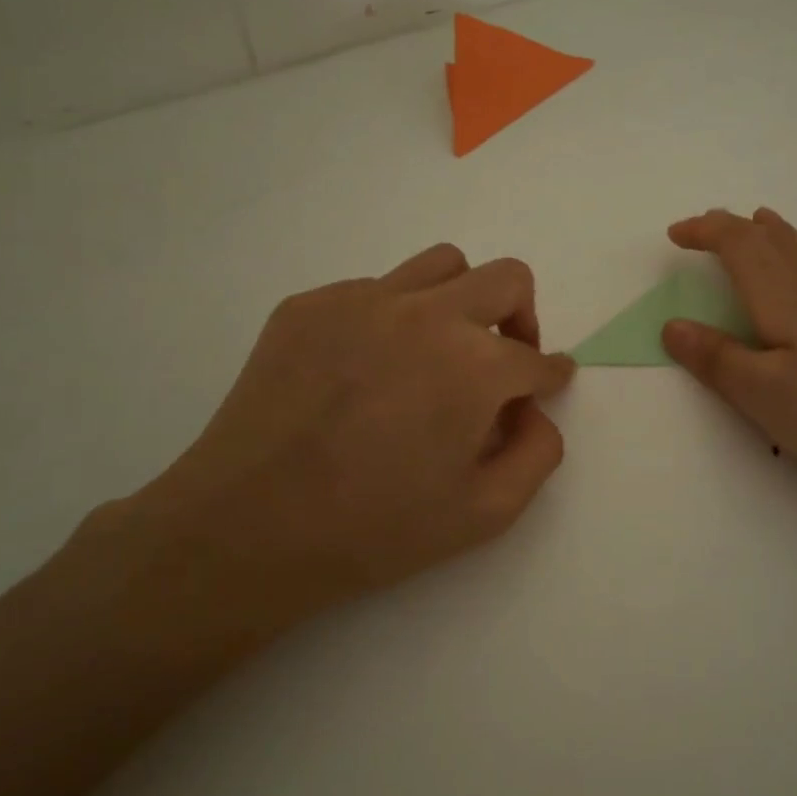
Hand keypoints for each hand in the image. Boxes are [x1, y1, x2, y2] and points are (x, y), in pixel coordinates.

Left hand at [134, 244, 574, 632]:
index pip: (536, 356)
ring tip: (438, 351)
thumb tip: (532, 410)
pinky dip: (391, 318)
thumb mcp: (485, 513)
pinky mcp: (310, 305)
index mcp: (475, 365)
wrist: (248, 528)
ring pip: (441, 265)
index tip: (544, 385)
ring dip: (460, 301)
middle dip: (522, 318)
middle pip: (506, 279)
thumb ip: (537, 453)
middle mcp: (426, 314)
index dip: (548, 376)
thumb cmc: (375, 530)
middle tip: (504, 359)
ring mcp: (362, 300)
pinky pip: (373, 290)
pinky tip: (365, 370)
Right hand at [661, 208, 796, 516]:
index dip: (707, 231)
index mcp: (788, 303)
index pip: (741, 247)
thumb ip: (717, 359)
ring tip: (762, 223)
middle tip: (708, 226)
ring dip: (778, 233)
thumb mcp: (766, 399)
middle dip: (737, 227)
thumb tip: (672, 324)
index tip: (675, 233)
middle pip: (777, 241)